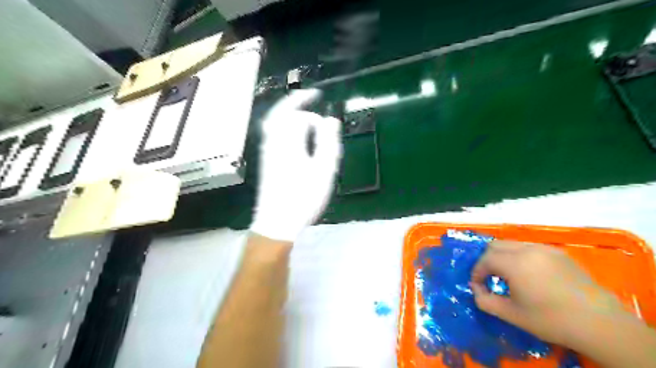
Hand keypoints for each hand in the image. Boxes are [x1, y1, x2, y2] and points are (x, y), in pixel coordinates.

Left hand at [251, 89, 343, 242]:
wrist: (276, 221)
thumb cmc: (303, 197)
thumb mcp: (323, 170)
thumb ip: (328, 142)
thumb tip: (330, 120)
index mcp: (288, 141)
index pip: (299, 115)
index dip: (310, 108)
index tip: (320, 99)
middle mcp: (273, 142)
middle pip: (280, 113)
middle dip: (295, 102)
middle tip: (310, 97)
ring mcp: (267, 152)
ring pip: (273, 123)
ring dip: (288, 113)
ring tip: (303, 112)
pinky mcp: (267, 161)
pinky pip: (272, 134)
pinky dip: (283, 126)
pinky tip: (294, 134)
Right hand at [469, 242, 627, 347]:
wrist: (600, 324)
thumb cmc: (551, 320)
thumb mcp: (511, 315)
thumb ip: (485, 301)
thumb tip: (476, 290)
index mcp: (514, 263)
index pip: (485, 259)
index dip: (477, 272)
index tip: (477, 285)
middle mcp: (527, 249)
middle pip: (495, 245)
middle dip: (487, 260)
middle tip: (489, 277)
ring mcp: (544, 248)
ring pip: (512, 244)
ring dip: (503, 256)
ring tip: (508, 275)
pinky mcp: (558, 253)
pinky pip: (529, 248)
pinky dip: (520, 256)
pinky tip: (529, 274)